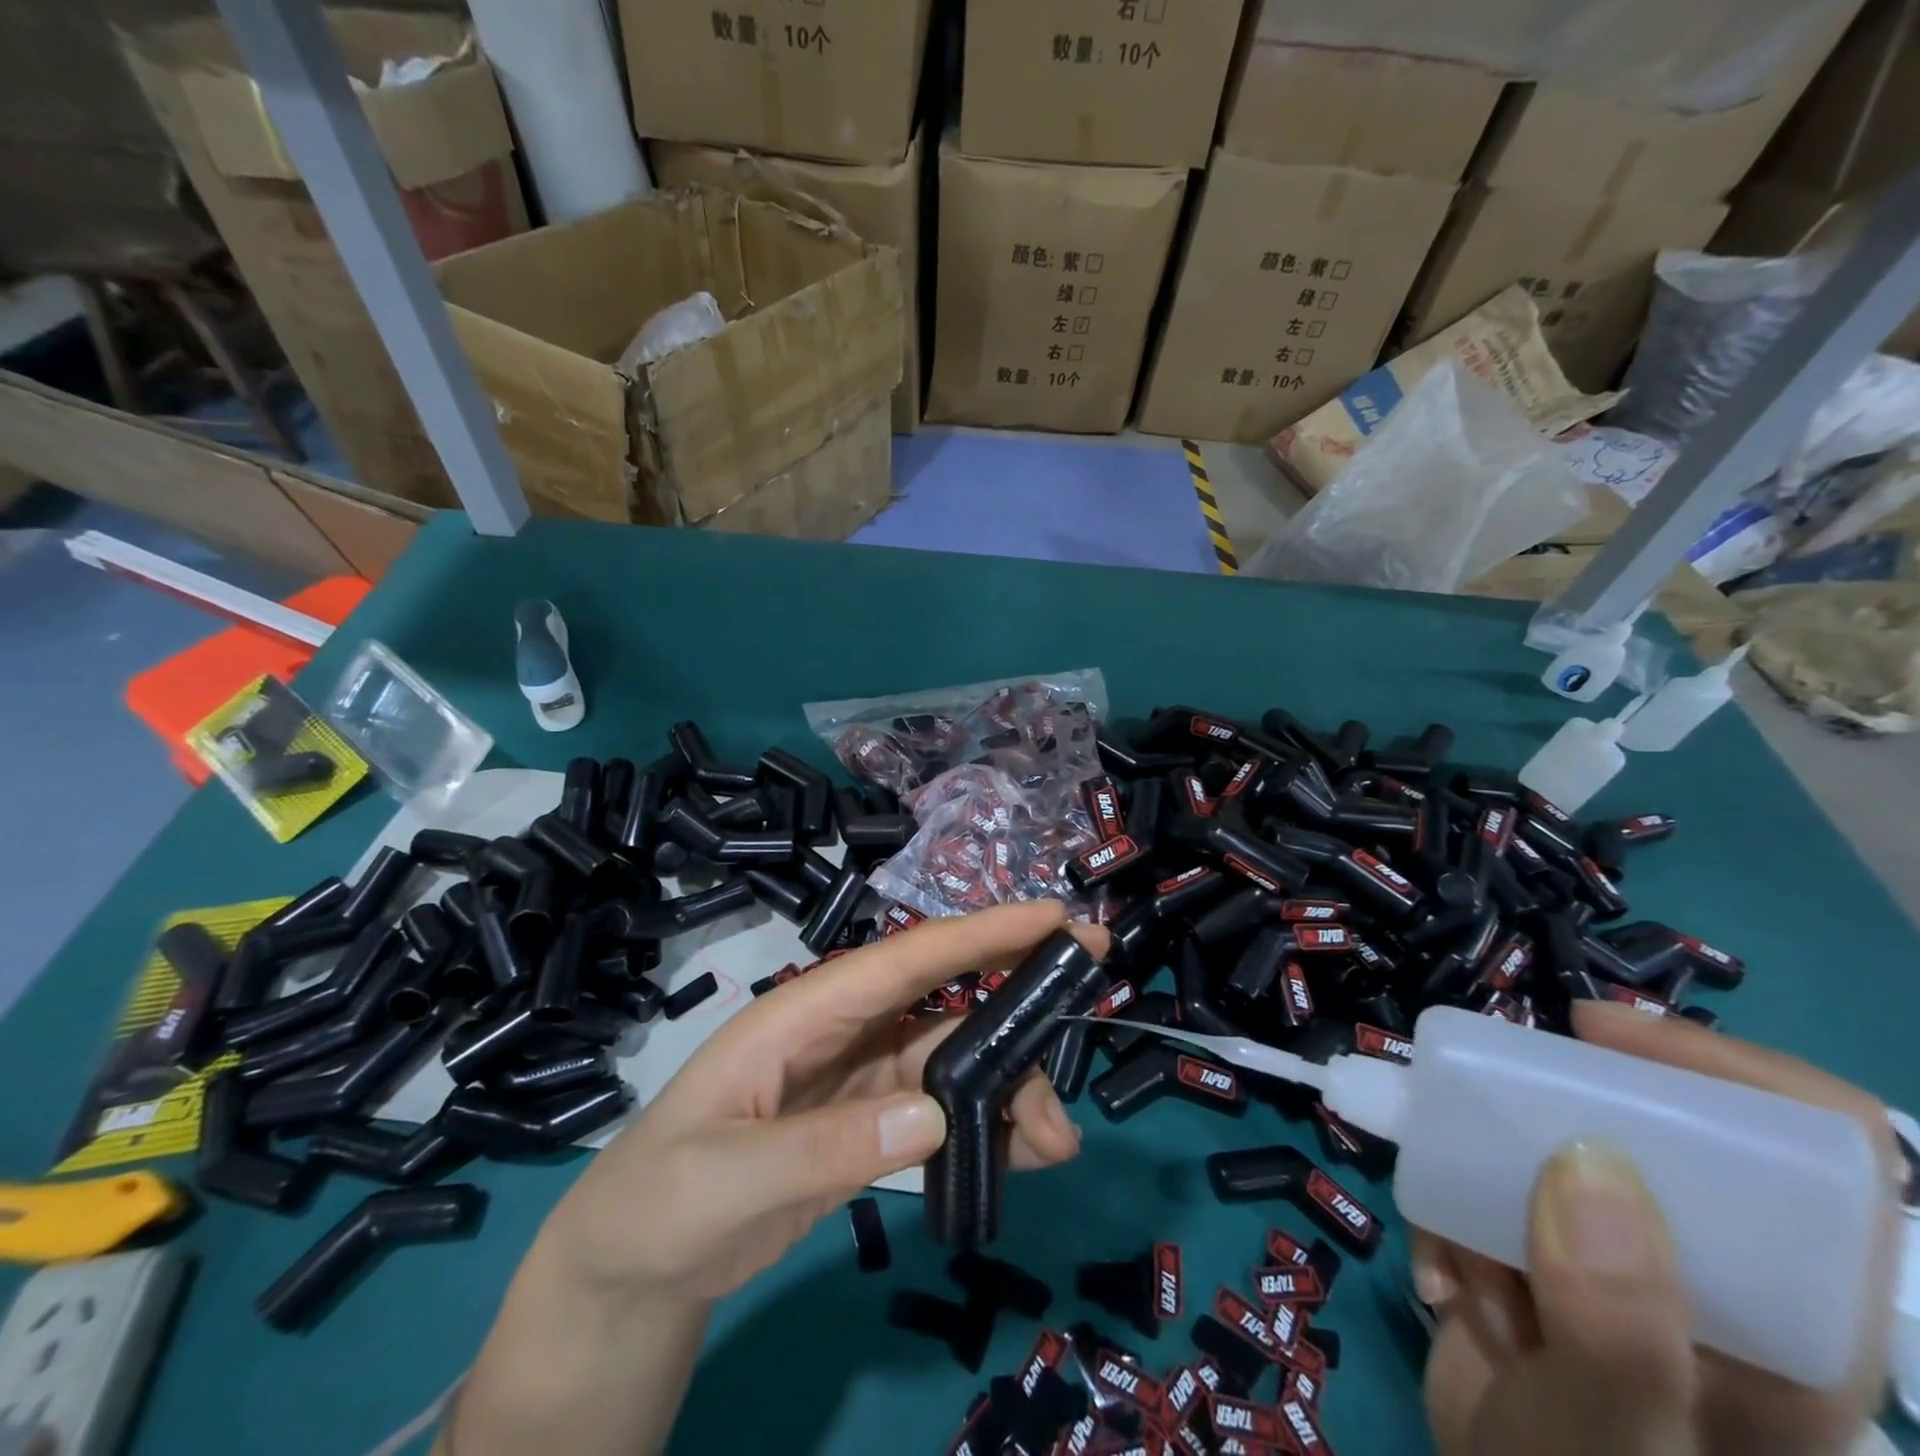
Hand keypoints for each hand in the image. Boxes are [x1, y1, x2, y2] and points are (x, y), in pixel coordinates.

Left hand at [544, 900, 1101, 1304]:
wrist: (630, 1264)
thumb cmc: (659, 1200)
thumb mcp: (727, 1178)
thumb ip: (827, 1145)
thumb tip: (938, 1112)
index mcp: (804, 1011)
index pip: (904, 958)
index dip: (979, 932)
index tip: (1051, 916)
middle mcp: (841, 1029)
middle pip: (944, 1004)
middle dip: (1016, 1003)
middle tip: (1086, 1010)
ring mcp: (858, 1076)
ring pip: (953, 1061)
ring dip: (1009, 1088)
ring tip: (1057, 1139)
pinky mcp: (867, 1121)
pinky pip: (941, 1111)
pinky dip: (985, 1127)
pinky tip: (1022, 1154)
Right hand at [1413, 999, 1903, 1454]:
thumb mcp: (1613, 1437)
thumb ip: (1619, 1326)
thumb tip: (1587, 1156)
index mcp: (1789, 1309)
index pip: (1815, 1152)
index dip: (1725, 1071)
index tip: (1598, 1035)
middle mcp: (1709, 1269)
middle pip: (1645, 1133)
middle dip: (1539, 1130)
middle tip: (1478, 1131)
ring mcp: (1613, 1258)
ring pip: (1536, 1154)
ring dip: (1477, 1195)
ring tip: (1465, 1271)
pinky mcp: (1536, 1253)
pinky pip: (1477, 1188)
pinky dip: (1446, 1223)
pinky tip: (1447, 1289)